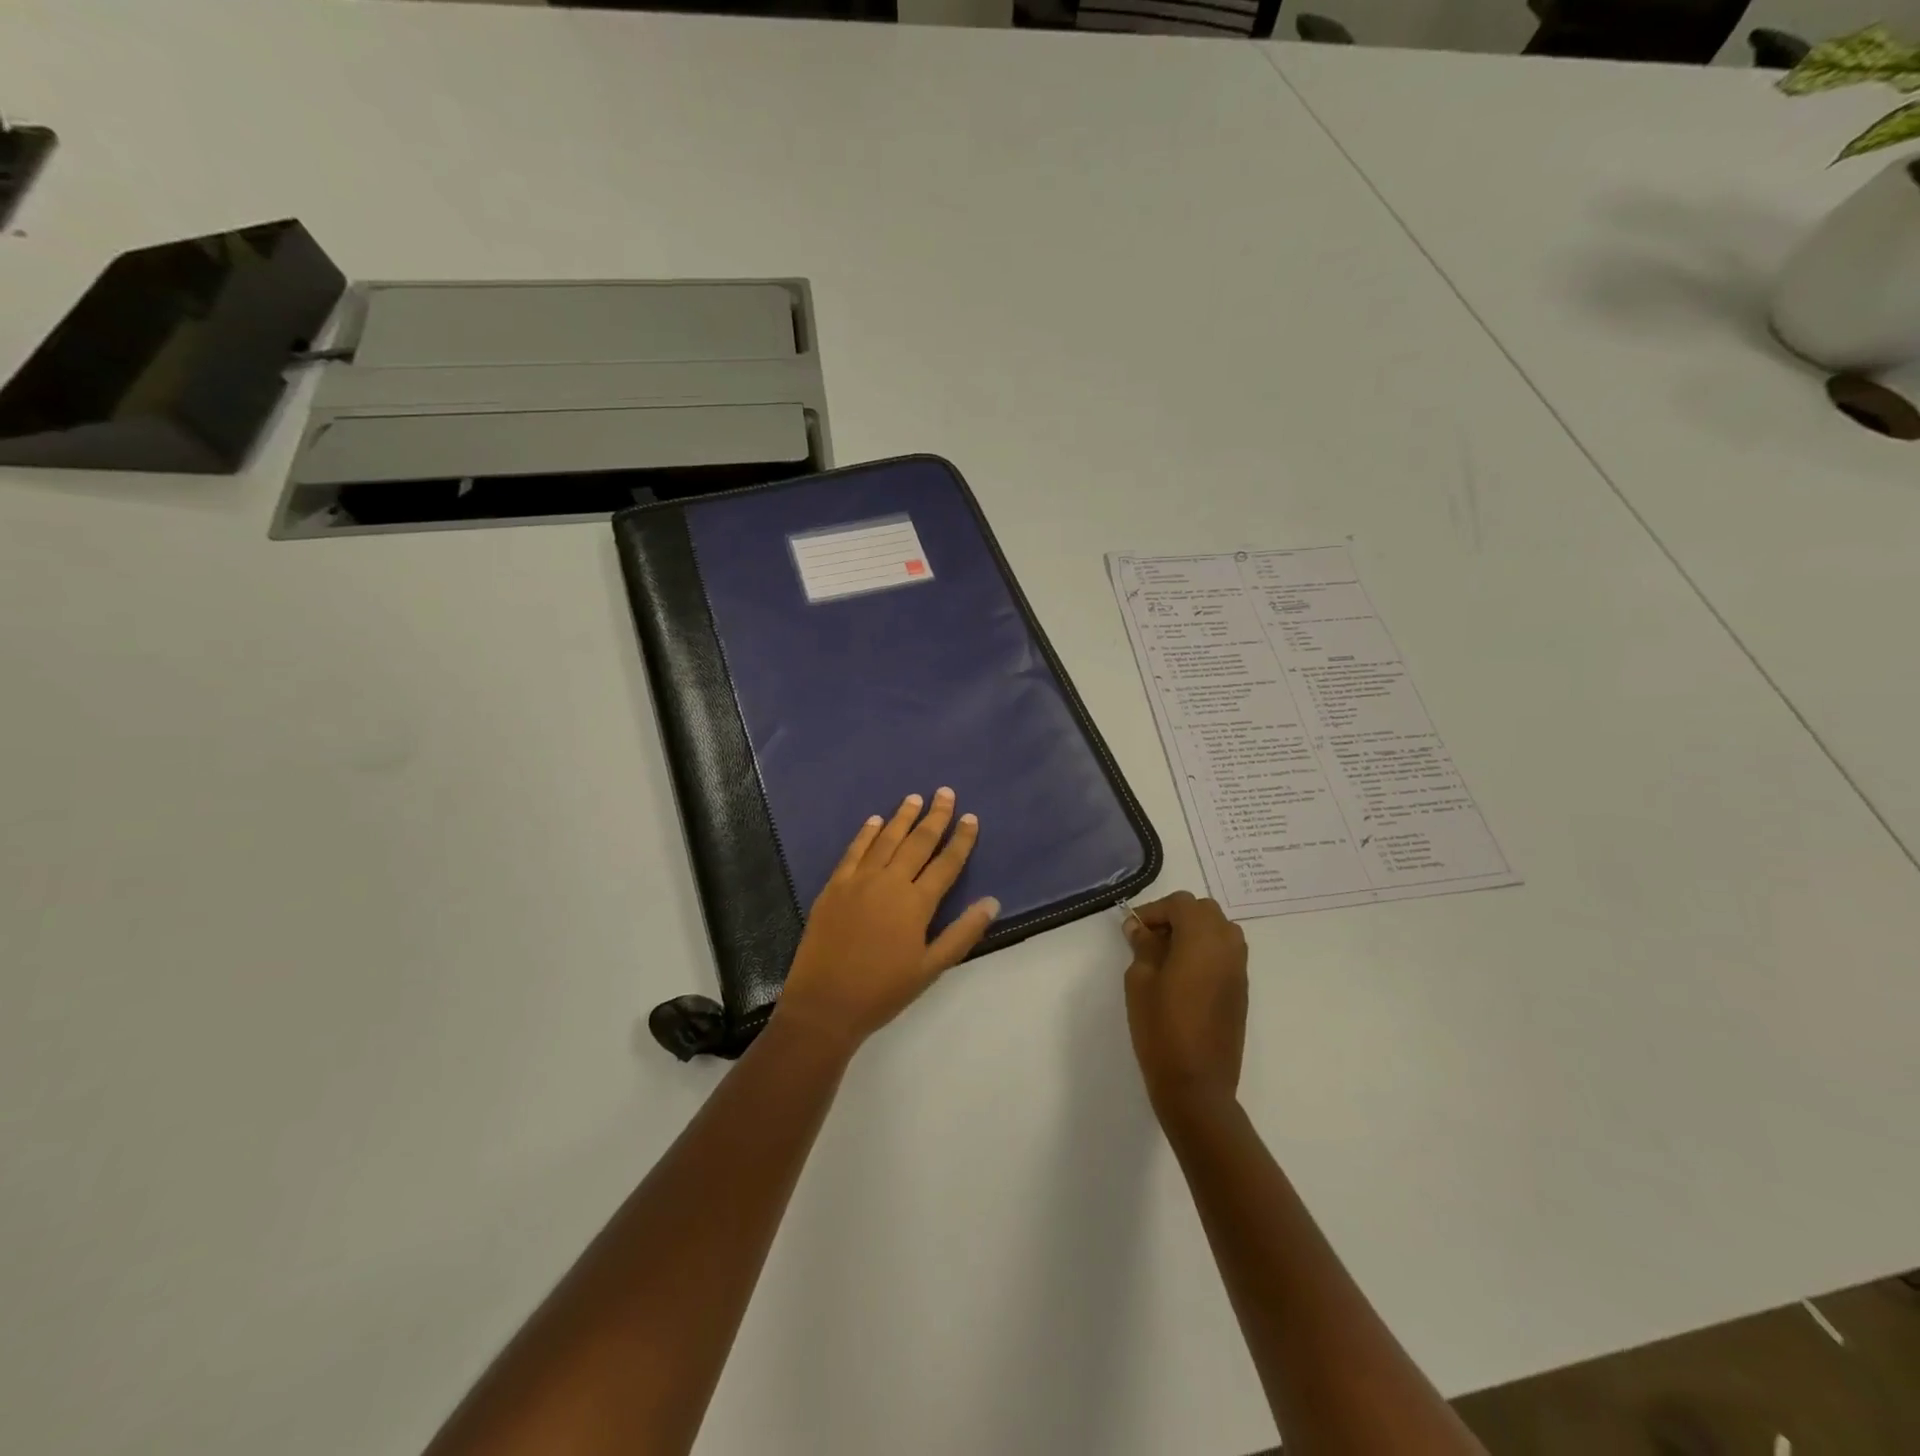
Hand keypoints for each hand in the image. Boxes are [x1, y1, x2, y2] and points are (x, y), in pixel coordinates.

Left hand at [773, 789, 999, 1052]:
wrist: (824, 1005)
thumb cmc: (883, 991)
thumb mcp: (931, 969)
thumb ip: (962, 933)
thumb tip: (991, 902)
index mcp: (916, 903)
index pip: (946, 863)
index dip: (961, 840)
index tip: (971, 818)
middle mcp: (889, 882)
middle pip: (918, 842)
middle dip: (935, 817)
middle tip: (945, 793)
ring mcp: (858, 881)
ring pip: (886, 840)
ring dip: (902, 817)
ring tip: (914, 797)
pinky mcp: (834, 886)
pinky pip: (854, 852)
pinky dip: (866, 834)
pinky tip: (875, 820)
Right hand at [1123, 891, 1247, 1118]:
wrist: (1197, 1084)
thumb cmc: (1161, 1028)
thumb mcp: (1140, 981)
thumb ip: (1142, 946)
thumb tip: (1140, 927)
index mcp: (1202, 938)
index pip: (1180, 904)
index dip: (1154, 910)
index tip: (1133, 929)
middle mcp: (1227, 945)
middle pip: (1204, 911)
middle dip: (1176, 917)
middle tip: (1149, 939)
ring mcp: (1239, 968)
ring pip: (1219, 930)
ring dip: (1194, 932)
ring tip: (1167, 956)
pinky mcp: (1241, 989)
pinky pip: (1226, 953)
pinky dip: (1206, 951)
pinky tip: (1184, 975)